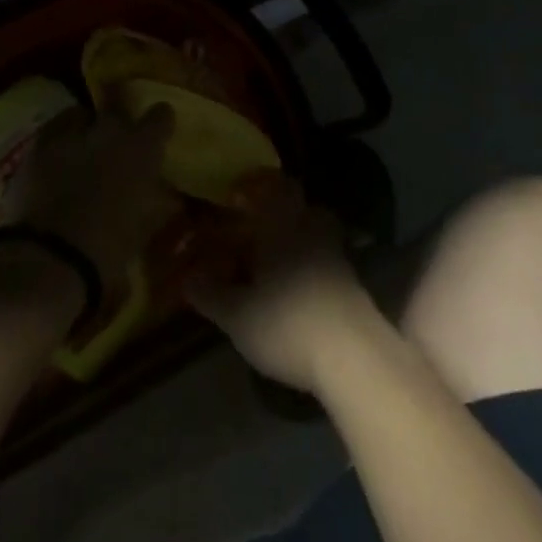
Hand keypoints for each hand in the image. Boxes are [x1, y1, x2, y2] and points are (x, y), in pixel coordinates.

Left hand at [13, 104, 177, 284]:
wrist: (47, 259)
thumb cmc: (108, 250)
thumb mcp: (144, 228)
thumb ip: (156, 203)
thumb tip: (166, 196)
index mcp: (141, 148)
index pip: (160, 115)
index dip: (159, 121)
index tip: (158, 131)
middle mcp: (107, 131)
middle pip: (116, 107)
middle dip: (118, 121)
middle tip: (116, 142)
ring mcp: (69, 135)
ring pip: (80, 116)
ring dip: (84, 128)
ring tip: (81, 149)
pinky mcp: (36, 148)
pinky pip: (52, 134)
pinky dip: (57, 144)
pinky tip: (55, 163)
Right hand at [184, 175, 377, 394]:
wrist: (351, 356)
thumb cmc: (286, 322)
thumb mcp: (237, 315)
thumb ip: (211, 294)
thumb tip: (188, 277)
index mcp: (283, 225)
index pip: (278, 187)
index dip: (262, 185)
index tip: (243, 193)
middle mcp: (313, 231)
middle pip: (305, 208)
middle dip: (286, 214)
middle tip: (262, 229)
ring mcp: (338, 257)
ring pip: (320, 235)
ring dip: (303, 242)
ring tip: (279, 264)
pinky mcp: (354, 285)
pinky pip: (331, 263)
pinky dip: (317, 269)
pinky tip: (301, 292)